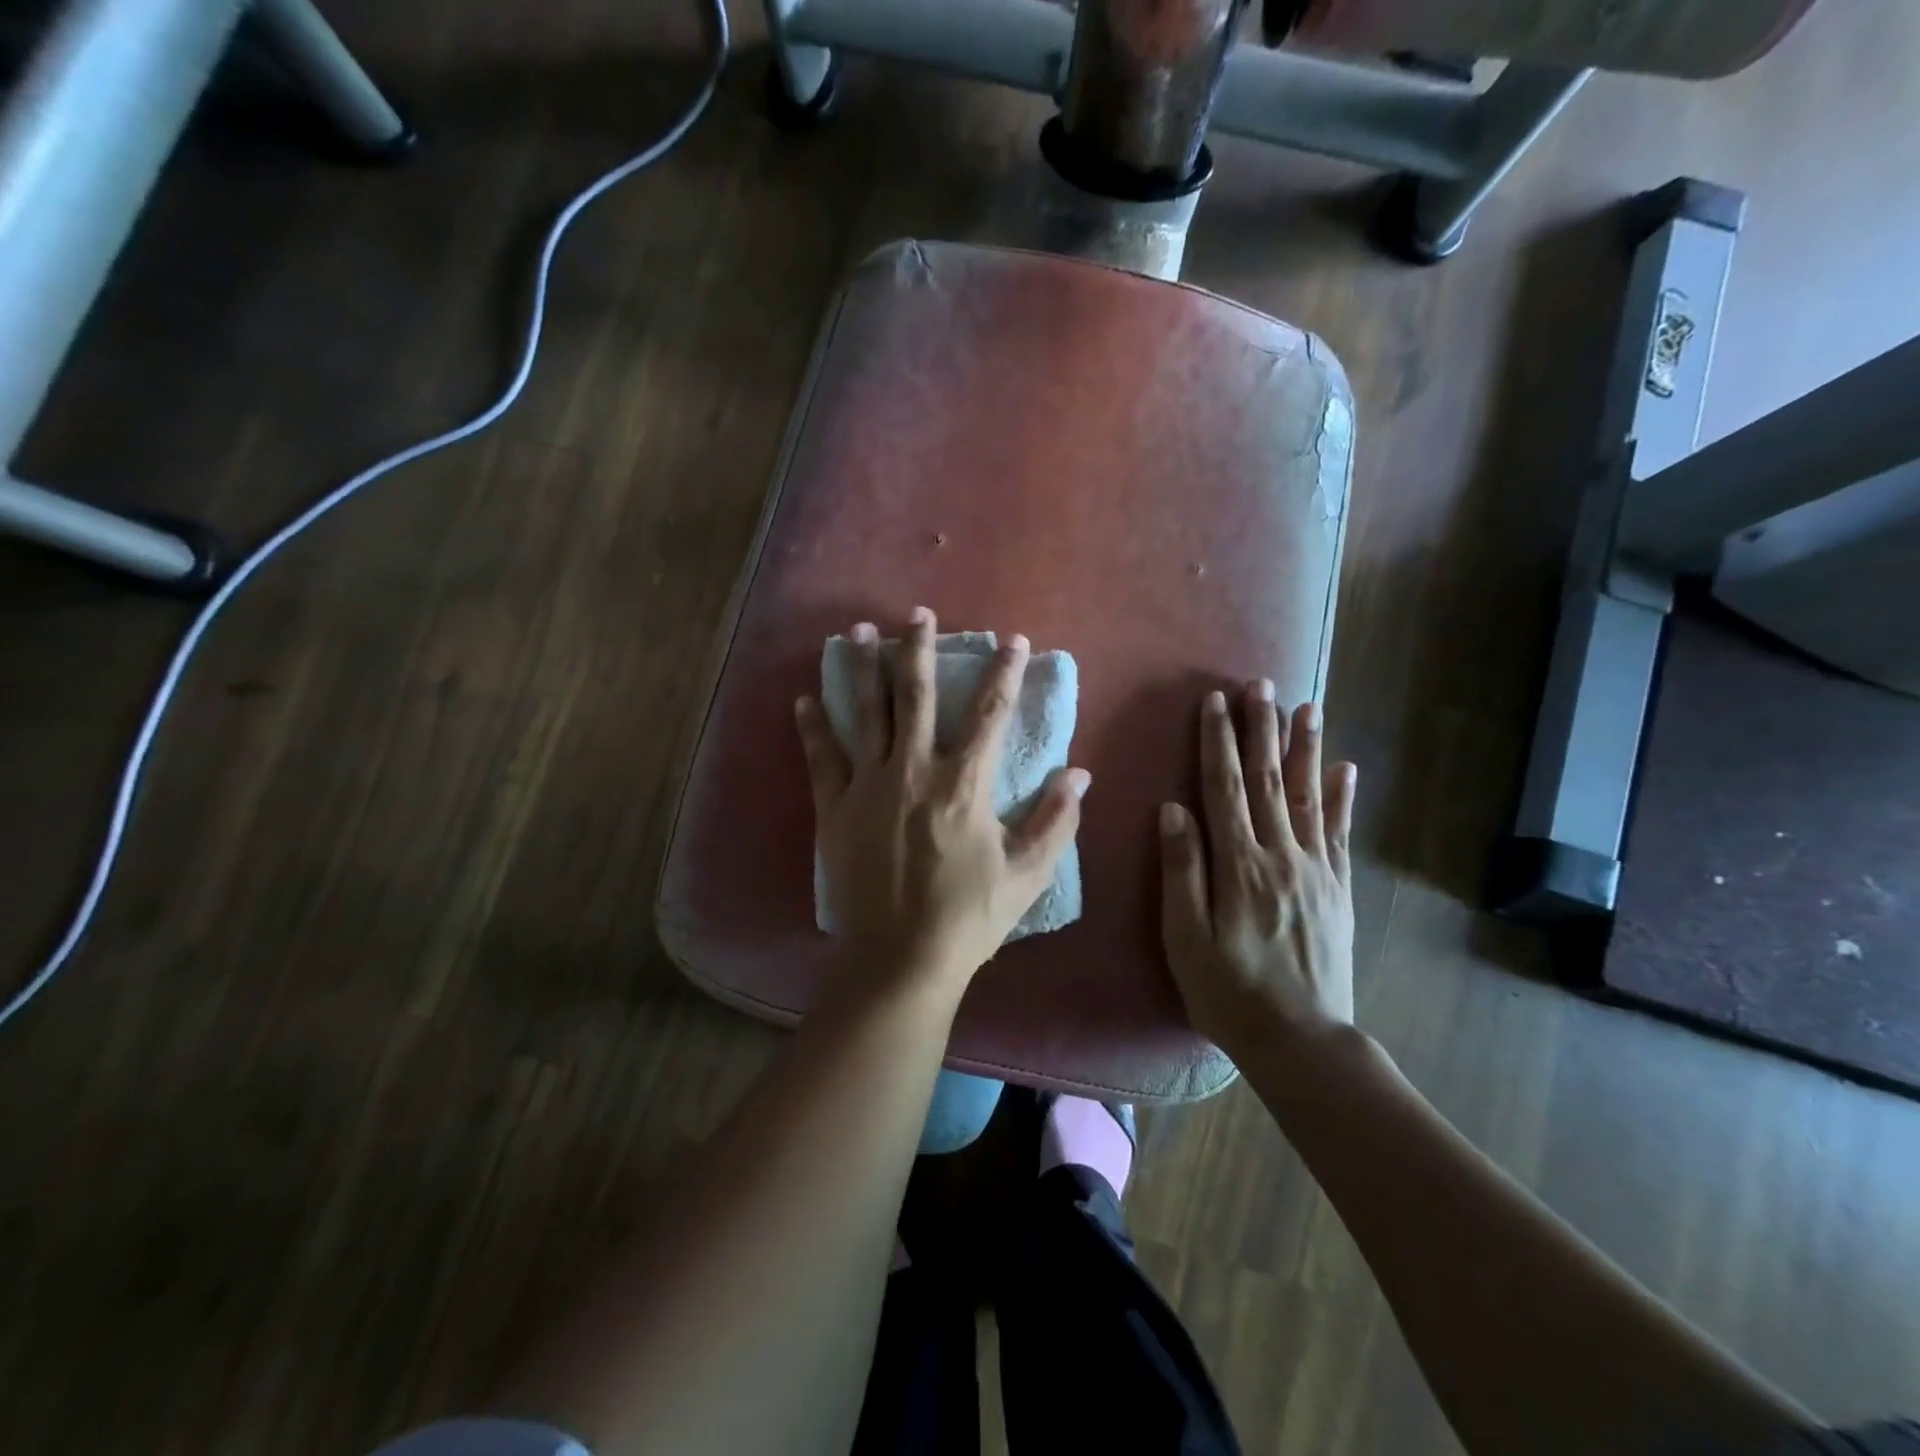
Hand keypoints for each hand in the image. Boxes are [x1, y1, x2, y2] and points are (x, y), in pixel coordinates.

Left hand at [796, 608, 1089, 993]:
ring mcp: (868, 786)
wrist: (900, 957)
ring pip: (866, 713)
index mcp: (964, 784)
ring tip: (858, 630)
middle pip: (917, 696)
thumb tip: (1080, 773)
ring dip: (863, 669)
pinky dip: (813, 727)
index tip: (1013, 640)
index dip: (1005, 673)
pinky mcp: (835, 808)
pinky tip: (804, 698)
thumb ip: (1056, 820)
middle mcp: (914, 770)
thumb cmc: (968, 917)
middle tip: (919, 614)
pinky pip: (822, 757)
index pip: (990, 714)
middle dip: (920, 649)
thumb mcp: (1027, 874)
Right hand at [1158, 682, 1356, 1058]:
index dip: (1218, 742)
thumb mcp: (1185, 937)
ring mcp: (1316, 870)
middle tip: (1261, 684)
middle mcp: (1281, 855)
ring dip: (1305, 748)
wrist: (1302, 1040)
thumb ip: (1182, 870)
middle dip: (1261, 729)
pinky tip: (1346, 769)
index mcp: (1238, 865)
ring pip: (1309, 796)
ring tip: (1306, 707)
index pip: (1225, 788)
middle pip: (1269, 780)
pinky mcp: (1338, 889)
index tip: (1214, 701)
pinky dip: (1343, 797)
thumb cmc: (1228, 990)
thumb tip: (1173, 809)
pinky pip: (1341, 833)